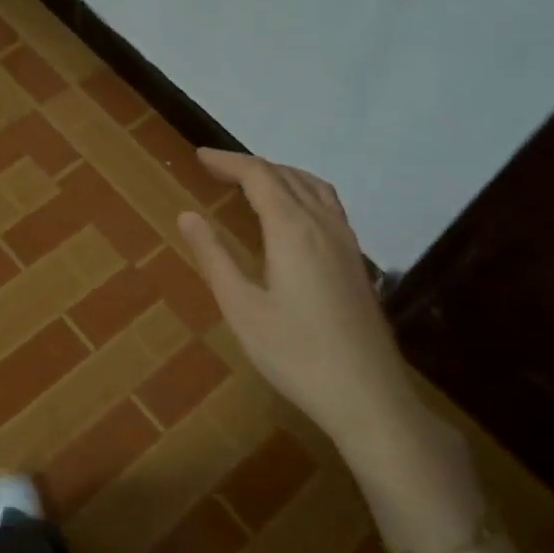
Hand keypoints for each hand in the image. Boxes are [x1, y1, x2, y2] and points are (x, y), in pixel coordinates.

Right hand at [176, 150, 414, 452]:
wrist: (367, 395)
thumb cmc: (295, 354)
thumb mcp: (242, 308)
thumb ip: (214, 257)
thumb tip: (187, 215)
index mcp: (292, 229)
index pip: (259, 176)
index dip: (228, 162)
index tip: (199, 157)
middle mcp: (323, 224)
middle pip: (286, 175)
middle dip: (249, 166)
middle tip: (216, 169)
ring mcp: (346, 241)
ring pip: (313, 187)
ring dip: (280, 174)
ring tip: (252, 182)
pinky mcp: (356, 261)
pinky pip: (328, 205)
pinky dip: (303, 192)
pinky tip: (294, 216)